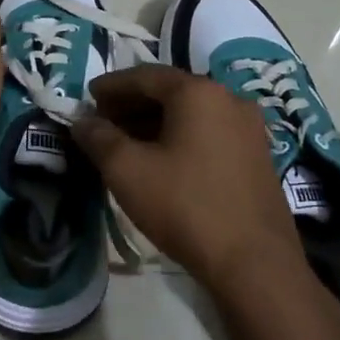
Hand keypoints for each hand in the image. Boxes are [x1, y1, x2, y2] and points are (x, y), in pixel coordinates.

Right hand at [72, 65, 304, 292]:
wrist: (253, 263)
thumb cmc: (185, 206)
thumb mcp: (128, 171)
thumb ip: (99, 138)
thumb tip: (82, 121)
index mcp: (198, 92)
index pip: (144, 76)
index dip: (111, 86)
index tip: (88, 98)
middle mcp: (228, 98)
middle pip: (170, 91)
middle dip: (132, 104)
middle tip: (102, 121)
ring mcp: (249, 128)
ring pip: (191, 113)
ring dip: (155, 122)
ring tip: (126, 143)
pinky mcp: (257, 155)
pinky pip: (209, 132)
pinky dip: (180, 136)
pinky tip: (161, 159)